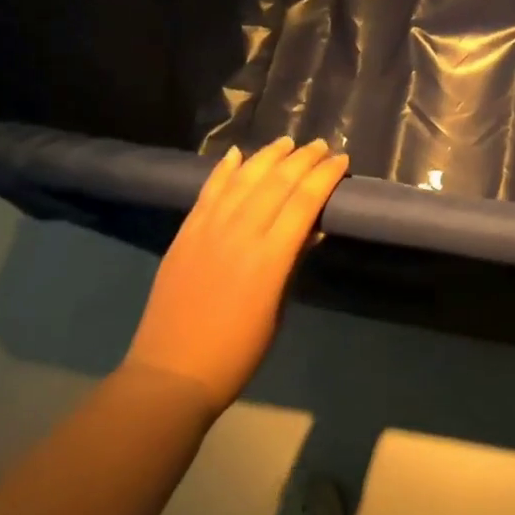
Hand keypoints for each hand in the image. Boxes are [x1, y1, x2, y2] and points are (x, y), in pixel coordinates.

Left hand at [126, 137, 348, 411]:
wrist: (171, 373)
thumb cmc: (237, 352)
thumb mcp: (277, 311)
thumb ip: (293, 264)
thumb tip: (313, 228)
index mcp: (270, 257)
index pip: (304, 201)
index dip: (325, 176)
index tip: (342, 161)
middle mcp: (240, 233)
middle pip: (277, 182)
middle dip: (303, 159)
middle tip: (322, 146)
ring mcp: (209, 229)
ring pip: (243, 178)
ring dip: (268, 156)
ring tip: (287, 142)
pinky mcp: (186, 233)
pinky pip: (209, 191)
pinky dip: (224, 170)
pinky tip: (236, 154)